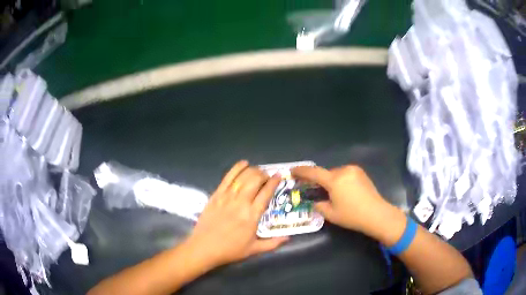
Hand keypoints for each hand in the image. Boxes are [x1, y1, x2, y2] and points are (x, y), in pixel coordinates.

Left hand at [184, 161, 287, 268]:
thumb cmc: (230, 250)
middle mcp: (241, 202)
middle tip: (267, 177)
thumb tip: (288, 238)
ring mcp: (227, 197)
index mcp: (252, 215)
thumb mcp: (254, 250)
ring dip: (253, 170)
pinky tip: (243, 163)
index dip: (274, 182)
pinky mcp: (216, 195)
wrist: (204, 247)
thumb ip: (272, 244)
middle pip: (255, 180)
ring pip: (243, 176)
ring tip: (257, 171)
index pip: (266, 193)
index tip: (279, 176)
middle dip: (264, 174)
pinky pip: (228, 177)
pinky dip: (237, 168)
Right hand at [292, 165, 389, 233]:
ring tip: (332, 194)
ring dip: (331, 181)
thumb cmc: (352, 216)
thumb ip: (318, 205)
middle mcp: (344, 170)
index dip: (301, 171)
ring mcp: (354, 170)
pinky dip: (340, 180)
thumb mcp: (331, 214)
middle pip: (326, 173)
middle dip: (319, 180)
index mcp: (334, 180)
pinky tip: (343, 192)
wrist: (377, 214)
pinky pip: (345, 174)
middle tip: (314, 190)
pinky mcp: (361, 173)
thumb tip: (314, 201)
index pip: (313, 172)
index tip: (292, 171)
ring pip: (336, 173)